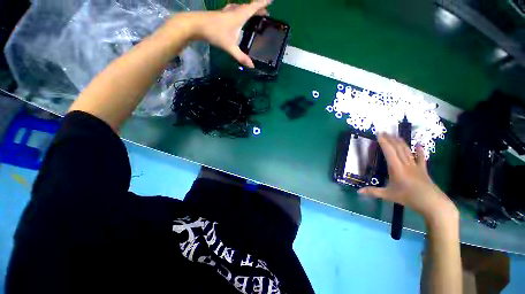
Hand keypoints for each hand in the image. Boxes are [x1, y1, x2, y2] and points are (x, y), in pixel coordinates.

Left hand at [194, 0, 271, 67]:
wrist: (196, 25)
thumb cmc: (215, 33)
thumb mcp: (230, 47)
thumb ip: (241, 57)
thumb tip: (252, 66)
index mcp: (240, 15)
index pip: (254, 7)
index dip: (263, 3)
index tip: (272, 1)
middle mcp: (235, 10)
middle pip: (249, 7)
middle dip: (258, 9)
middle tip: (266, 14)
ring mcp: (227, 11)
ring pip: (242, 8)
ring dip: (250, 10)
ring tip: (255, 16)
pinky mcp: (222, 14)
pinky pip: (235, 11)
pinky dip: (241, 13)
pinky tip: (239, 19)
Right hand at [358, 134, 457, 222]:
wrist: (433, 203)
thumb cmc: (409, 198)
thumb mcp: (388, 195)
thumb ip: (373, 192)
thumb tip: (358, 191)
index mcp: (396, 168)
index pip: (389, 152)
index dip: (384, 142)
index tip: (379, 134)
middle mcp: (406, 164)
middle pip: (398, 148)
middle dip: (390, 139)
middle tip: (384, 132)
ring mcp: (415, 166)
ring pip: (407, 151)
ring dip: (401, 142)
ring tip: (395, 135)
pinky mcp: (423, 170)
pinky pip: (421, 158)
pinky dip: (420, 151)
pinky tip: (419, 145)